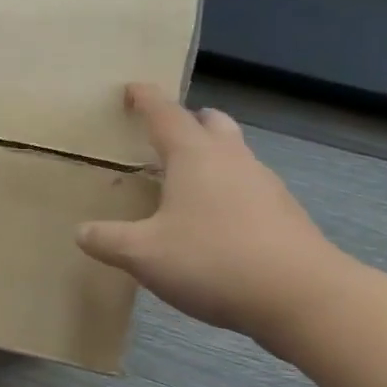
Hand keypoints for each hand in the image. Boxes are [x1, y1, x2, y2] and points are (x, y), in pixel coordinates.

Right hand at [75, 84, 350, 341]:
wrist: (304, 298)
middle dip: (187, 121)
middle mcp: (232, 160)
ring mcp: (264, 186)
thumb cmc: (213, 260)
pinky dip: (225, 190)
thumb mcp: (142, 254)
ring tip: (182, 181)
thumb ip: (107, 240)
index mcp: (194, 156)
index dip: (145, 99)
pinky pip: (247, 187)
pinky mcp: (284, 215)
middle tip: (163, 134)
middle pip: (211, 124)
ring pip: (233, 155)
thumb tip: (82, 232)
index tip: (131, 88)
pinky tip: (211, 222)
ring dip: (209, 157)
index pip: (165, 114)